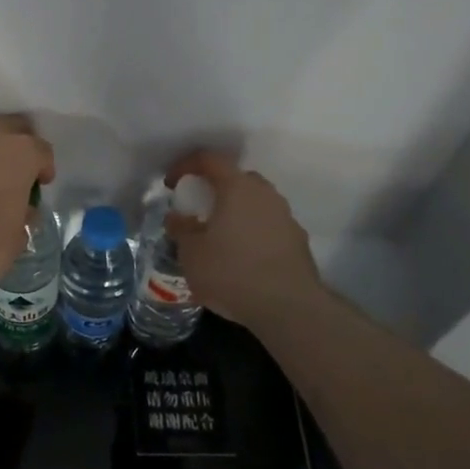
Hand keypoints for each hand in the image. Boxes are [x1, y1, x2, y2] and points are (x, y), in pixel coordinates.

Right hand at [162, 150, 320, 327]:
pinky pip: (268, 225)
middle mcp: (265, 194)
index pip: (210, 159)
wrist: (289, 309)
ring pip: (256, 203)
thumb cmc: (231, 272)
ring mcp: (286, 217)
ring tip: (219, 236)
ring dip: (236, 211)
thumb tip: (176, 217)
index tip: (171, 184)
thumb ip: (181, 229)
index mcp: (237, 188)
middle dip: (215, 188)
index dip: (186, 165)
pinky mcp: (298, 241)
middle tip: (198, 208)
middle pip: (236, 178)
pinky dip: (252, 232)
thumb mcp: (191, 253)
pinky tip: (241, 258)